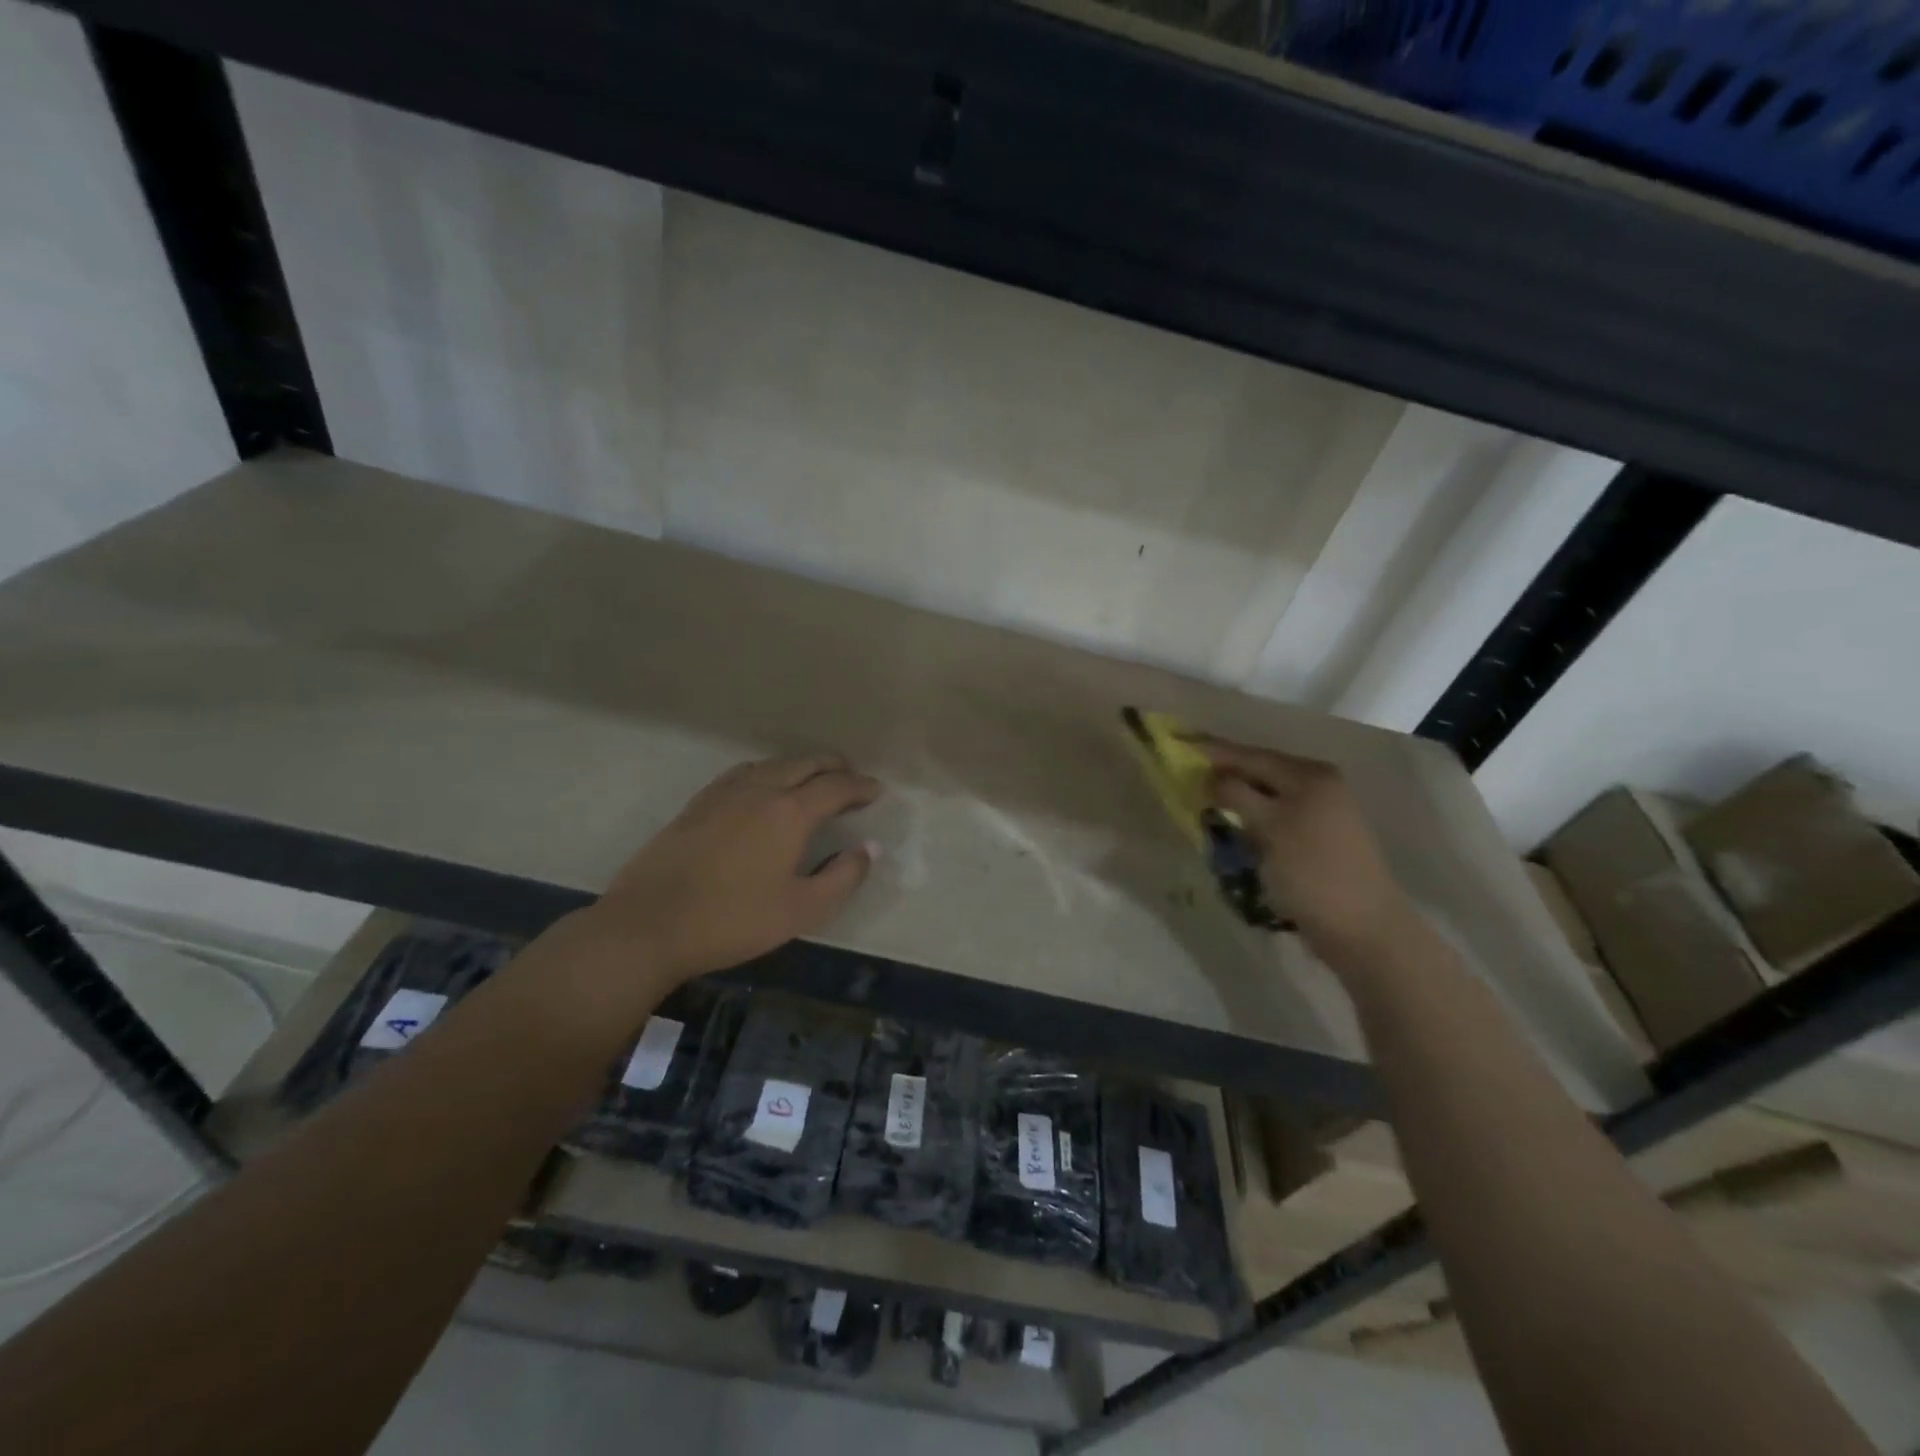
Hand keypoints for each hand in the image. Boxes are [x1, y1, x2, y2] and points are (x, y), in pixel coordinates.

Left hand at [591, 754, 881, 982]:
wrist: (649, 924)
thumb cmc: (734, 920)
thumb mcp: (802, 910)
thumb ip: (843, 877)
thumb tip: (869, 848)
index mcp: (790, 811)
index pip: (836, 786)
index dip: (861, 786)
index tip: (878, 791)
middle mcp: (760, 789)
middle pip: (805, 763)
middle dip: (834, 767)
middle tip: (851, 781)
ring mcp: (724, 792)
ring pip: (773, 763)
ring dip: (801, 766)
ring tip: (813, 781)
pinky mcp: (698, 803)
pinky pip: (744, 773)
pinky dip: (768, 772)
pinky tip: (763, 790)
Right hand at [1196, 736, 1413, 953]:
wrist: (1362, 929)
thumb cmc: (1312, 872)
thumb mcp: (1269, 827)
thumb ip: (1237, 794)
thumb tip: (1212, 777)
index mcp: (1309, 775)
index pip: (1251, 755)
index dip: (1213, 750)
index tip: (1179, 744)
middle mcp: (1319, 785)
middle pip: (1260, 771)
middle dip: (1224, 774)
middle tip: (1186, 772)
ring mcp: (1321, 812)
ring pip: (1266, 795)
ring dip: (1236, 797)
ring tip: (1203, 798)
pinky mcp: (1317, 838)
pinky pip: (1275, 816)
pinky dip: (1251, 817)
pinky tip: (1233, 824)